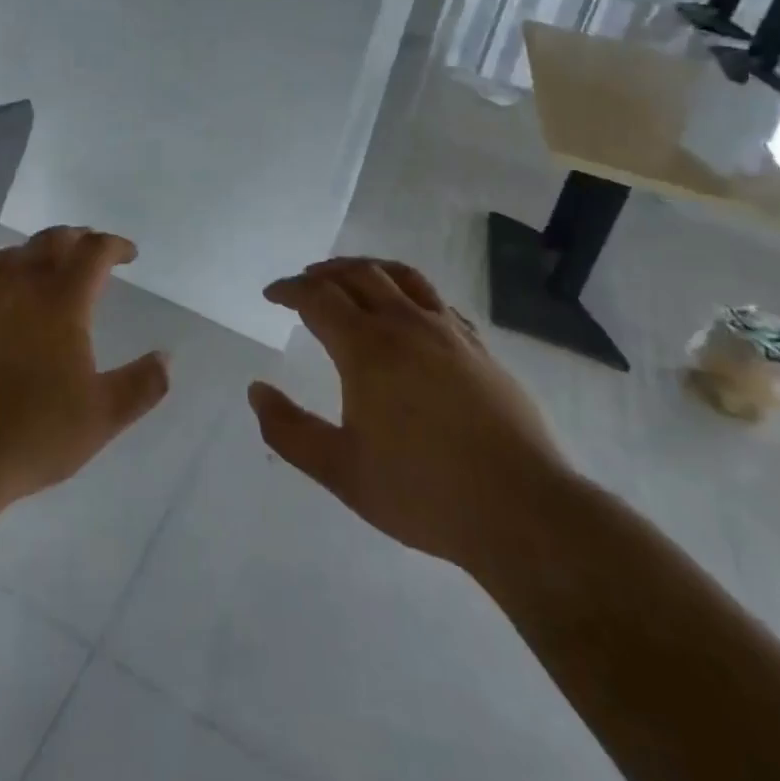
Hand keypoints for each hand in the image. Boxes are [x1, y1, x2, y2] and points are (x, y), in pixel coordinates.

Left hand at [0, 227, 169, 504]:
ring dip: (33, 252)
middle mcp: (18, 287)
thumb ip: (141, 385)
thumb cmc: (32, 433)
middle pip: (49, 241)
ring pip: (8, 257)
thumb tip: (165, 358)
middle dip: (75, 238)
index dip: (114, 245)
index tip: (129, 253)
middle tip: (90, 247)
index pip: (93, 252)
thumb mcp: (102, 417)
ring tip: (43, 266)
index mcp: (60, 300)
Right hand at [248, 258, 575, 577]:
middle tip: (303, 283)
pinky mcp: (479, 347)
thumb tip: (256, 390)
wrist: (523, 511)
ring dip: (366, 269)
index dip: (289, 290)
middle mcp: (405, 325)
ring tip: (349, 278)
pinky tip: (408, 312)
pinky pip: (436, 299)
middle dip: (323, 273)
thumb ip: (289, 430)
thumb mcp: (341, 471)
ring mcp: (448, 332)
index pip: (318, 298)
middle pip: (358, 275)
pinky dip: (407, 291)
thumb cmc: (423, 492)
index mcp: (367, 348)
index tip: (272, 294)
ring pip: (401, 277)